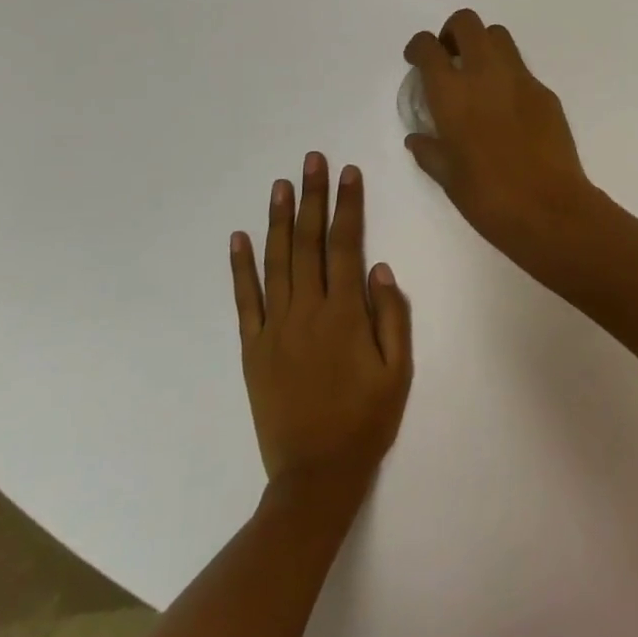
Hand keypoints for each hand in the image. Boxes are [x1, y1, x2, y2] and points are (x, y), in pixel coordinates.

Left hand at [230, 154, 412, 501]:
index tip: (348, 172)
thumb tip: (380, 269)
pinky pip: (245, 300)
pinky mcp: (253, 348)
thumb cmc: (365, 421)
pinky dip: (241, 267)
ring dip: (278, 220)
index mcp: (344, 314)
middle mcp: (307, 311)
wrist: (315, 476)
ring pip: (276, 262)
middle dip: (311, 197)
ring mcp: (274, 328)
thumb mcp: (397, 371)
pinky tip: (239, 238)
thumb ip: (392, 317)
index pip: (345, 245)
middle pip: (308, 242)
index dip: (347, 206)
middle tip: (312, 160)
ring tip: (280, 184)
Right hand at [403, 9, 603, 262]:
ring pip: (499, 36)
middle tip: (450, 57)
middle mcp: (485, 74)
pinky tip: (507, 108)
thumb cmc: (488, 198)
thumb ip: (429, 150)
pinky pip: (521, 69)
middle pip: (467, 23)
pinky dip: (507, 75)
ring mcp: (520, 79)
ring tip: (478, 76)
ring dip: (483, 45)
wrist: (549, 209)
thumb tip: (418, 138)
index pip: (428, 47)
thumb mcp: (447, 177)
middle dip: (453, 32)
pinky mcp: (545, 92)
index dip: (418, 47)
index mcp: (452, 93)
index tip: (417, 60)